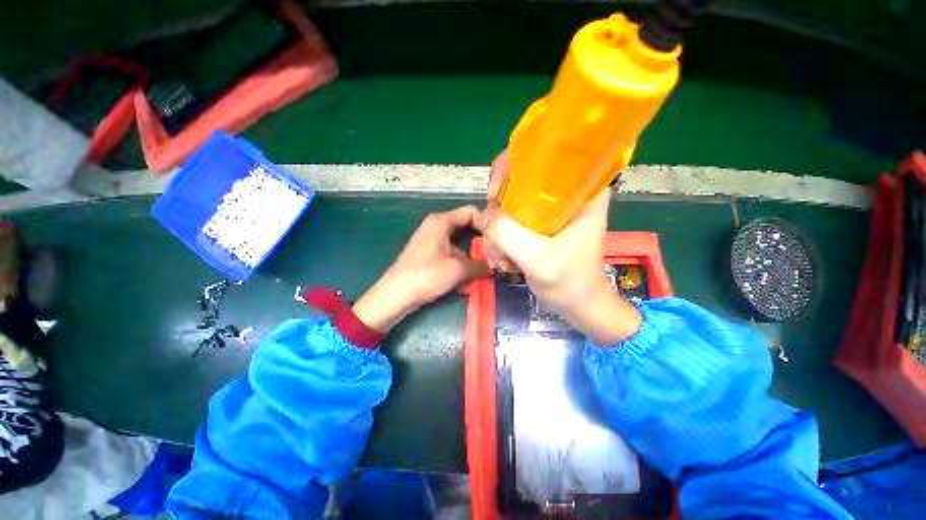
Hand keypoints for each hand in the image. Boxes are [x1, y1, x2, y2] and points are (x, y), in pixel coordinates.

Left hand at [353, 206, 488, 332]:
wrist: (396, 295)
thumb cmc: (427, 275)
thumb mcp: (458, 269)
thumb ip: (480, 265)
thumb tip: (494, 265)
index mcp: (441, 222)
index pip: (470, 212)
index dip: (486, 223)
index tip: (498, 239)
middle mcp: (436, 228)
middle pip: (466, 230)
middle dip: (480, 246)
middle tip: (494, 258)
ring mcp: (432, 243)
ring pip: (459, 247)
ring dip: (470, 261)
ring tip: (482, 276)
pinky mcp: (429, 257)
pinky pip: (450, 258)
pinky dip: (459, 268)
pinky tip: (466, 285)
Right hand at [478, 151, 641, 344]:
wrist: (579, 305)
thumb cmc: (570, 282)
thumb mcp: (538, 259)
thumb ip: (508, 233)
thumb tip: (484, 214)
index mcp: (581, 190)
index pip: (544, 155)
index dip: (512, 165)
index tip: (495, 192)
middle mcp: (565, 193)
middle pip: (521, 176)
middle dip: (499, 202)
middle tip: (492, 226)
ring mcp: (549, 209)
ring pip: (511, 200)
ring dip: (497, 225)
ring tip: (500, 254)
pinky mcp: (538, 224)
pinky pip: (510, 218)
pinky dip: (500, 235)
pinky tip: (502, 257)